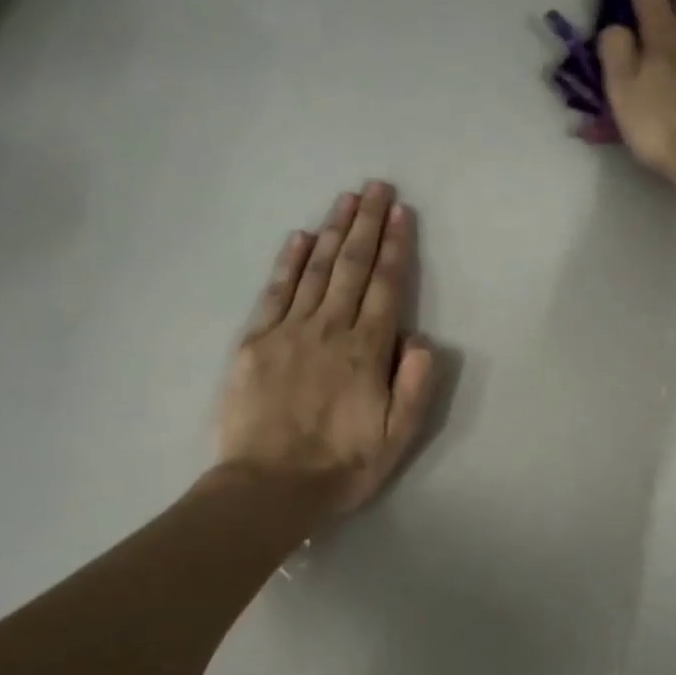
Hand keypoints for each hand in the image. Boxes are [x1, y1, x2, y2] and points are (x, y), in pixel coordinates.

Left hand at [219, 181, 437, 515]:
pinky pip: (275, 292)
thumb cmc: (340, 466)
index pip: (385, 287)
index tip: (400, 213)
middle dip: (366, 224)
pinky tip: (300, 238)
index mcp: (365, 351)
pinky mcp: (254, 342)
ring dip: (333, 232)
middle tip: (376, 187)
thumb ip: (414, 385)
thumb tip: (420, 338)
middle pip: (352, 267)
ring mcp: (288, 332)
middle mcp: (329, 330)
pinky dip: (289, 262)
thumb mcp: (397, 438)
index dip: (395, 247)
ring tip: (346, 199)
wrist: (268, 487)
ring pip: (316, 271)